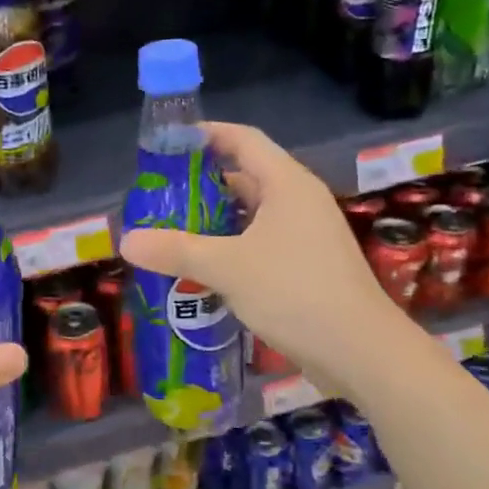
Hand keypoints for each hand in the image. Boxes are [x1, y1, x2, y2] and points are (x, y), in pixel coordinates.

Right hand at [119, 123, 402, 392]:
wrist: (361, 352)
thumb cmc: (295, 292)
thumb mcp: (228, 267)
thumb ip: (176, 250)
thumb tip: (126, 241)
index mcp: (287, 184)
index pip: (243, 139)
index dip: (206, 135)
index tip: (168, 144)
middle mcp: (299, 201)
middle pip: (246, 176)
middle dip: (202, 184)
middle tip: (160, 196)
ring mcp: (306, 235)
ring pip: (252, 214)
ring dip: (215, 220)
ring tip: (172, 231)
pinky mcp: (307, 266)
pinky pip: (261, 243)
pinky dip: (231, 247)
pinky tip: (203, 268)